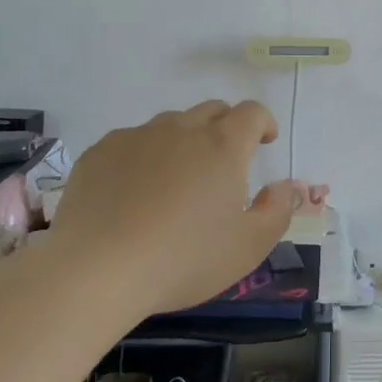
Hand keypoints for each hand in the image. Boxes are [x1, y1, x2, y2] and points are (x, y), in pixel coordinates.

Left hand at [49, 100, 302, 315]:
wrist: (97, 270)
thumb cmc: (184, 259)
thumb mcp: (248, 247)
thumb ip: (276, 211)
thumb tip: (284, 186)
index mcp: (222, 146)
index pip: (252, 113)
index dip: (263, 122)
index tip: (265, 141)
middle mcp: (181, 129)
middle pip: (211, 110)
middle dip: (226, 126)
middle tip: (224, 161)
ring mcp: (137, 137)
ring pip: (170, 124)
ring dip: (184, 140)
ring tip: (177, 178)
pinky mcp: (100, 152)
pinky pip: (131, 141)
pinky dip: (143, 156)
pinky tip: (134, 191)